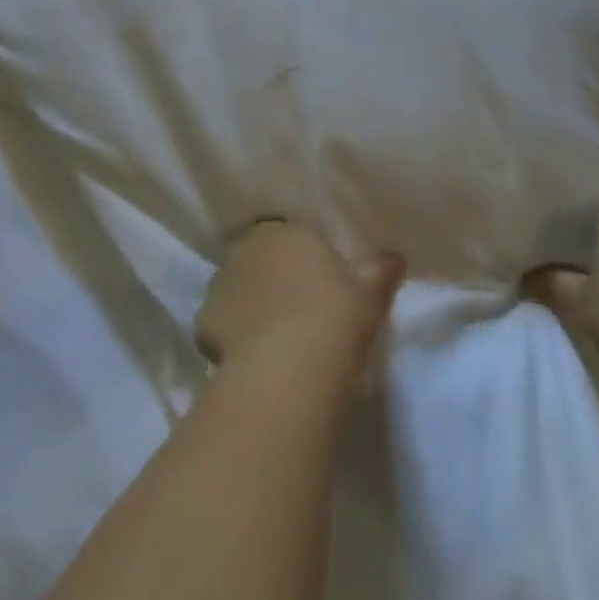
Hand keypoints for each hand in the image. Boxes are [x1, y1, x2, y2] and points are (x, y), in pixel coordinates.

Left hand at [195, 221, 404, 385]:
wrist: (288, 368)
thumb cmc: (336, 319)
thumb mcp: (370, 296)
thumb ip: (380, 271)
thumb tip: (396, 256)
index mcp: (289, 231)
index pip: (294, 235)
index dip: (303, 258)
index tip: (316, 282)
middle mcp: (249, 246)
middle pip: (260, 256)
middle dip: (271, 275)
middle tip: (293, 307)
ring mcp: (221, 280)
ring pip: (236, 286)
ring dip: (248, 302)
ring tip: (270, 336)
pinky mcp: (202, 318)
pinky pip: (218, 321)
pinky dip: (229, 334)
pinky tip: (249, 357)